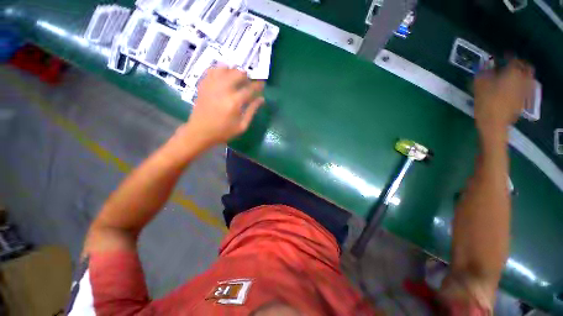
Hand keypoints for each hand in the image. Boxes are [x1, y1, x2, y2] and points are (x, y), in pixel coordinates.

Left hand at [177, 67, 264, 150]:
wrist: (200, 132)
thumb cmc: (223, 131)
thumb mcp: (242, 126)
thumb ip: (252, 111)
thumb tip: (261, 99)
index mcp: (234, 102)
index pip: (250, 89)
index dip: (258, 85)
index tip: (263, 84)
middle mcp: (223, 90)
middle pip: (238, 73)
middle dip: (247, 76)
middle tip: (249, 83)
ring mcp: (212, 85)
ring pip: (225, 68)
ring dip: (234, 72)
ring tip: (237, 79)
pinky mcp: (204, 85)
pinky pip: (213, 70)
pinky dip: (221, 70)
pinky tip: (224, 77)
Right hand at [473, 59, 534, 142]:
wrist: (494, 123)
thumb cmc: (486, 102)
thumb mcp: (479, 85)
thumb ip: (483, 72)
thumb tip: (485, 64)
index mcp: (513, 73)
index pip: (513, 59)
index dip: (508, 56)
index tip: (503, 56)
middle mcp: (522, 79)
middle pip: (526, 68)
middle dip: (520, 65)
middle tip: (512, 64)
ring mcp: (524, 91)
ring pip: (528, 78)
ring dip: (522, 75)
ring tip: (514, 76)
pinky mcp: (523, 101)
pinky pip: (525, 89)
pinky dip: (521, 85)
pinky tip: (514, 88)